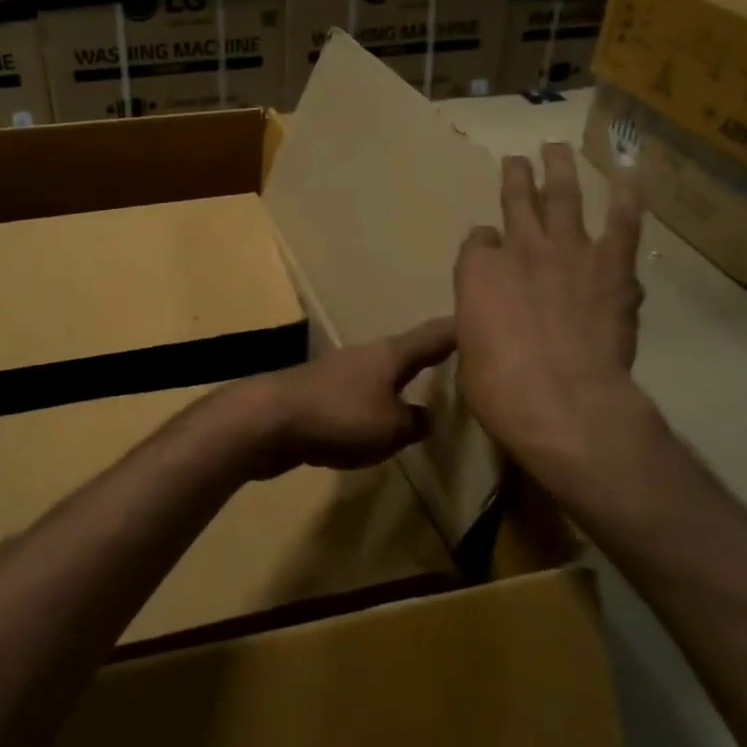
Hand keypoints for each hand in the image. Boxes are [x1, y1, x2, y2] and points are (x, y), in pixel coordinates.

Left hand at [229, 318, 457, 478]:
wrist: (268, 421)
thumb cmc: (339, 416)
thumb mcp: (391, 428)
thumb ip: (414, 423)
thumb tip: (425, 417)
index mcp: (390, 355)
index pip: (433, 336)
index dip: (457, 330)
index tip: (478, 318)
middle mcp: (365, 356)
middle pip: (404, 354)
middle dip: (427, 358)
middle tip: (454, 363)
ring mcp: (337, 374)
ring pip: (378, 378)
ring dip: (397, 386)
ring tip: (419, 396)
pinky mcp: (317, 396)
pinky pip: (355, 401)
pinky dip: (371, 410)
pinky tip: (374, 426)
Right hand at [454, 143, 645, 485]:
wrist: (562, 400)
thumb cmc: (500, 389)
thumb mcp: (470, 352)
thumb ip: (479, 320)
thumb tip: (488, 314)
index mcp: (476, 272)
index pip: (478, 242)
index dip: (484, 242)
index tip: (488, 245)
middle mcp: (518, 249)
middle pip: (516, 202)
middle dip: (515, 178)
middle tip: (517, 160)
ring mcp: (566, 251)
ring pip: (562, 196)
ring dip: (559, 169)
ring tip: (556, 147)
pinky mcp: (610, 265)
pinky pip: (622, 222)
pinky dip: (626, 195)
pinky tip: (628, 173)